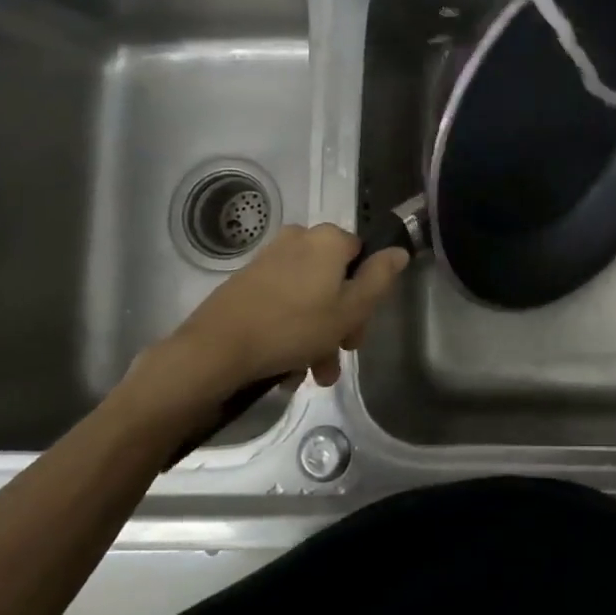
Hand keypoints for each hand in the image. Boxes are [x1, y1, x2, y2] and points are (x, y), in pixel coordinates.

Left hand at [115, 224, 407, 435]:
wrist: (215, 350)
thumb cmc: (293, 327)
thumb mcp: (350, 309)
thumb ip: (380, 278)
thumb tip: (399, 251)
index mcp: (327, 239)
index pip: (363, 257)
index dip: (367, 296)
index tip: (358, 331)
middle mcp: (299, 240)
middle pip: (335, 280)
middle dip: (340, 323)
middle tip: (337, 357)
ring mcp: (269, 260)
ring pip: (309, 297)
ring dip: (317, 335)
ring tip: (311, 374)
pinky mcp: (246, 282)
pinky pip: (283, 303)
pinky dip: (290, 330)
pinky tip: (288, 367)